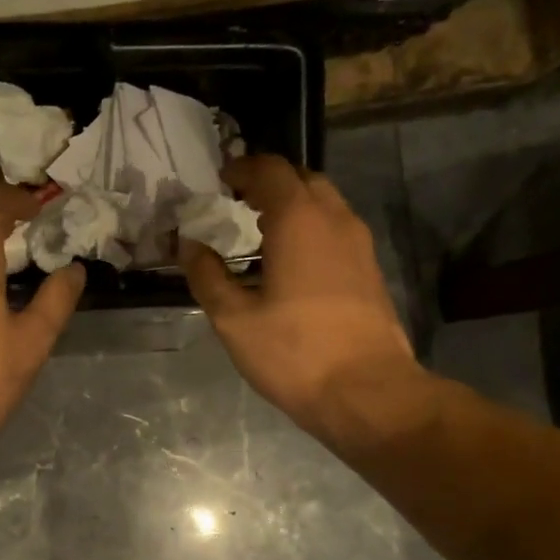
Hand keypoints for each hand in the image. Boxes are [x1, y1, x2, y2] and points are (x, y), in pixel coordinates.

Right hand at [182, 155, 429, 452]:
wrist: (365, 391)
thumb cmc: (293, 353)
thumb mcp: (234, 320)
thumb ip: (207, 277)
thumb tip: (189, 246)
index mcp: (298, 220)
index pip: (270, 170)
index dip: (242, 169)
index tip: (220, 180)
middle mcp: (335, 219)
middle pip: (302, 179)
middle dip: (269, 183)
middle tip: (238, 203)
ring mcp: (359, 244)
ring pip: (325, 204)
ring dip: (293, 206)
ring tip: (261, 232)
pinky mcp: (370, 270)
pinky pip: (336, 230)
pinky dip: (311, 229)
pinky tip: (291, 262)